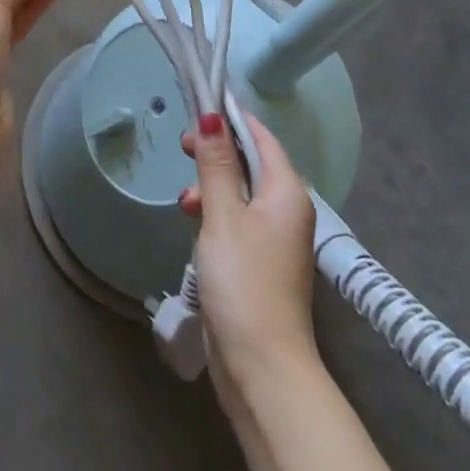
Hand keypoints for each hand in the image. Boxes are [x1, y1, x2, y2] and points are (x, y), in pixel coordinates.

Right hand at [180, 111, 318, 406]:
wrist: (262, 366)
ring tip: (185, 201)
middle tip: (182, 148)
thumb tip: (212, 117)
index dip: (231, 118)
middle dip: (216, 153)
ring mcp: (275, 238)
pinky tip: (194, 223)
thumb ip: (216, 165)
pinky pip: (237, 220)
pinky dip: (216, 214)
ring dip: (212, 187)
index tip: (198, 104)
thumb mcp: (222, 216)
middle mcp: (287, 209)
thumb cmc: (243, 281)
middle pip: (251, 163)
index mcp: (287, 192)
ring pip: (240, 193)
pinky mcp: (260, 262)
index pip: (261, 137)